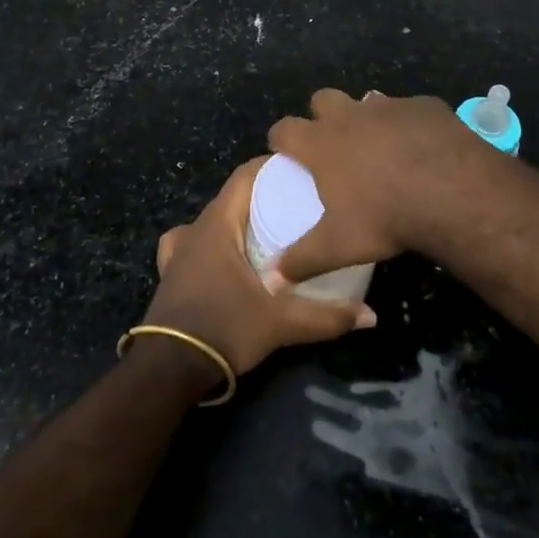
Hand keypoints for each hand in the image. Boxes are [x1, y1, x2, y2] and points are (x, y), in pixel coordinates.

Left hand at [141, 157, 374, 375]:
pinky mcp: (170, 275)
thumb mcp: (280, 323)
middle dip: (260, 195)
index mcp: (218, 225)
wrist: (168, 370)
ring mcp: (178, 252)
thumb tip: (371, 316)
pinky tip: (219, 257)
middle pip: (230, 197)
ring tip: (262, 230)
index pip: (244, 176)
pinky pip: (189, 244)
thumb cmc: (223, 329)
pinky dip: (206, 243)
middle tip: (296, 203)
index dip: (270, 167)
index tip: (300, 170)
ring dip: (234, 220)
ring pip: (210, 220)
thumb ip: (326, 316)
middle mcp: (195, 229)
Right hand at [265, 88, 499, 287]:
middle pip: (322, 99)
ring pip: (367, 100)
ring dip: (367, 118)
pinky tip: (421, 147)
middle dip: (321, 115)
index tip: (284, 152)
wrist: (452, 191)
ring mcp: (389, 106)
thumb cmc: (386, 217)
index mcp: (322, 143)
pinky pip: (409, 109)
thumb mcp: (339, 246)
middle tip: (333, 145)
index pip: (284, 129)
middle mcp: (350, 115)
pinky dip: (408, 124)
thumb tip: (272, 281)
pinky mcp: (424, 105)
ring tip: (379, 147)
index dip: (280, 139)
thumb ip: (302, 260)